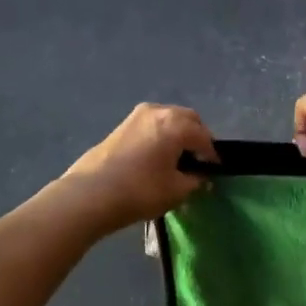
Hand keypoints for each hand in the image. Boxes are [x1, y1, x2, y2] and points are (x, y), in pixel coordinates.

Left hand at [63, 103, 217, 231]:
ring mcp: (136, 116)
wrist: (90, 194)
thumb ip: (195, 180)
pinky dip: (161, 135)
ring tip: (177, 158)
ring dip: (178, 134)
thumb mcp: (176, 190)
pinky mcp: (121, 126)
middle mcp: (158, 111)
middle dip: (197, 137)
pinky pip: (151, 126)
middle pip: (187, 120)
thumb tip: (200, 176)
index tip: (215, 170)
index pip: (204, 137)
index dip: (212, 155)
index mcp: (176, 124)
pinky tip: (157, 156)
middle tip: (199, 160)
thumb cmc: (140, 191)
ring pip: (168, 119)